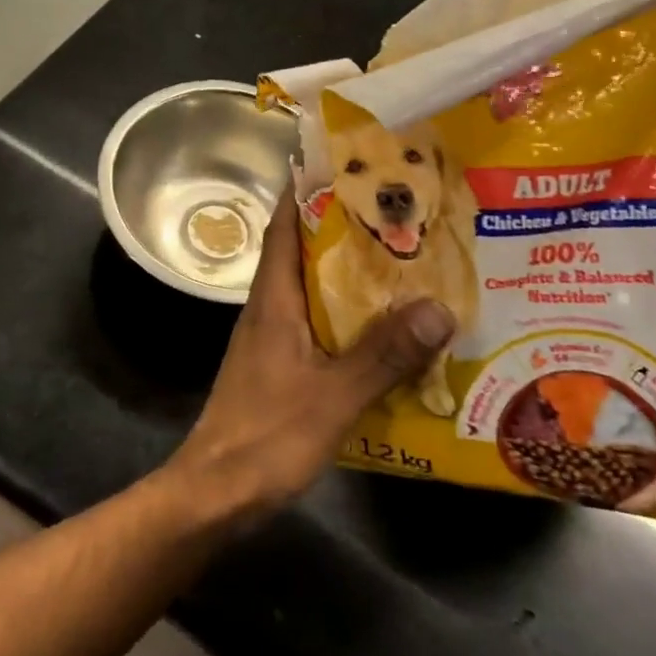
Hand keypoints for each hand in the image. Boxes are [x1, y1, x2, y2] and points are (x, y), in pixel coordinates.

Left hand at [165, 191, 455, 525]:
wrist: (217, 492)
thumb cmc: (267, 434)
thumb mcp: (334, 395)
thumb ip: (384, 354)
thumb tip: (438, 307)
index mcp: (273, 296)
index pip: (285, 224)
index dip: (307, 189)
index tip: (345, 164)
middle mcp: (270, 306)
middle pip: (305, 251)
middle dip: (345, 229)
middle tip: (396, 213)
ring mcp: (273, 337)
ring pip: (314, 289)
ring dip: (351, 276)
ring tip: (402, 264)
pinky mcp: (280, 365)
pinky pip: (319, 325)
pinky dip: (349, 318)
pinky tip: (385, 331)